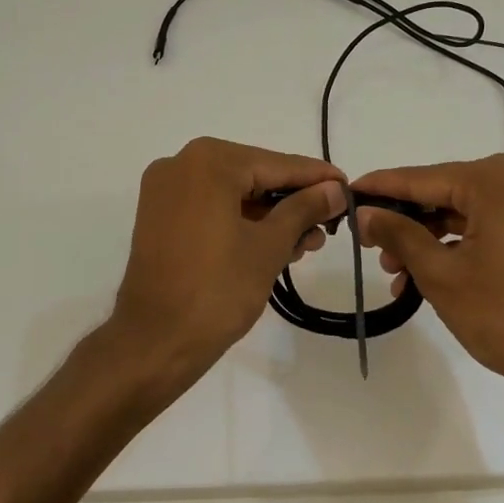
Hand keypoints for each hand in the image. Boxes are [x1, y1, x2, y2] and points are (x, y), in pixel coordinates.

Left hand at [111, 138, 346, 385]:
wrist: (155, 341)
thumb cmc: (218, 289)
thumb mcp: (269, 246)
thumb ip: (304, 209)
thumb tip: (334, 189)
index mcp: (208, 161)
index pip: (275, 164)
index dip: (316, 178)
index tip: (349, 188)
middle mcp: (180, 164)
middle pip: (252, 176)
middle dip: (292, 202)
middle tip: (329, 226)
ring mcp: (164, 191)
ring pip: (231, 194)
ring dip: (268, 216)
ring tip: (306, 244)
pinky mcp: (158, 217)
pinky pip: (209, 208)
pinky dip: (240, 222)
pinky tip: (274, 244)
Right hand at [351, 155, 503, 415]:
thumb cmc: (503, 314)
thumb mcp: (439, 273)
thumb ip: (398, 234)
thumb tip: (365, 212)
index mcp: (494, 181)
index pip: (421, 178)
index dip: (380, 187)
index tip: (346, 192)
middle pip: (442, 193)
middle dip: (403, 221)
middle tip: (368, 245)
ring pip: (461, 212)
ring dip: (426, 238)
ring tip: (394, 273)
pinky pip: (484, 226)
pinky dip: (454, 246)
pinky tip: (424, 275)